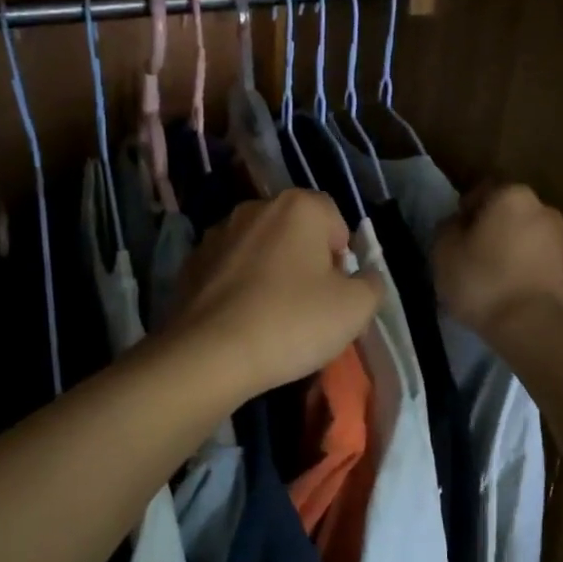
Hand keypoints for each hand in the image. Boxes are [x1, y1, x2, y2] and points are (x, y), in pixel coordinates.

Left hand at [169, 189, 382, 402]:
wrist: (211, 354)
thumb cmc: (293, 322)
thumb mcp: (356, 308)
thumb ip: (371, 283)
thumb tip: (363, 276)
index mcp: (297, 206)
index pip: (334, 219)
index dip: (342, 255)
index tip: (337, 291)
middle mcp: (255, 208)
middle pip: (295, 231)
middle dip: (306, 261)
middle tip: (310, 305)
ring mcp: (217, 234)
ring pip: (259, 249)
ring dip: (270, 272)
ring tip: (273, 316)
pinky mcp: (191, 263)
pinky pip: (229, 270)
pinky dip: (239, 287)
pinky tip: (242, 321)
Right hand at [433, 183, 562, 338]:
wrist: (531, 326)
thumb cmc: (482, 279)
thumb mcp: (444, 251)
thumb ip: (447, 228)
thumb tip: (457, 224)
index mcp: (512, 195)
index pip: (481, 192)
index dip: (463, 212)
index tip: (452, 235)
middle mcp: (542, 209)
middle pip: (506, 214)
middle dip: (488, 229)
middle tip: (467, 254)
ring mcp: (560, 240)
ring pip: (522, 237)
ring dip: (506, 249)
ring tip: (486, 276)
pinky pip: (535, 261)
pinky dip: (521, 268)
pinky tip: (505, 290)